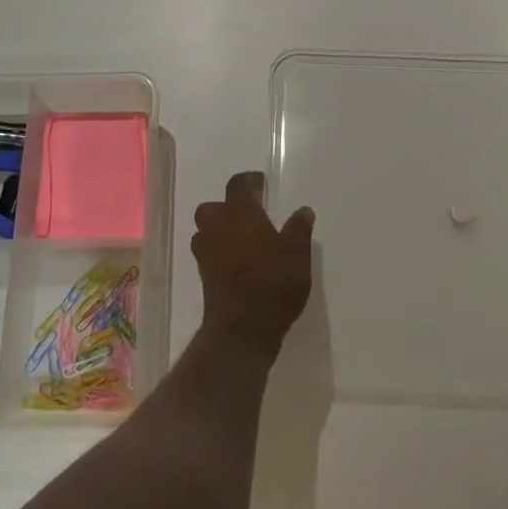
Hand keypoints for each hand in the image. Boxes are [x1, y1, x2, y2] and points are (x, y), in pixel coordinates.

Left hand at [191, 172, 314, 358]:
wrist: (243, 327)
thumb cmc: (273, 283)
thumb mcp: (297, 254)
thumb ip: (299, 229)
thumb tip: (303, 210)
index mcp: (241, 214)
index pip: (238, 185)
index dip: (249, 181)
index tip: (261, 183)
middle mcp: (218, 227)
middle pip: (213, 206)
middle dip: (226, 206)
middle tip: (248, 214)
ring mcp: (207, 252)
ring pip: (206, 229)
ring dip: (219, 229)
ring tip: (241, 238)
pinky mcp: (204, 275)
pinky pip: (207, 252)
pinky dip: (218, 251)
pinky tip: (236, 261)